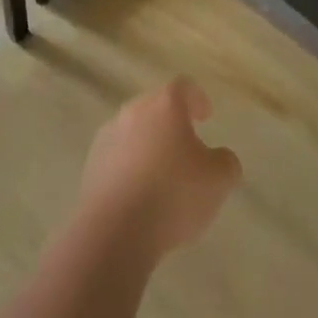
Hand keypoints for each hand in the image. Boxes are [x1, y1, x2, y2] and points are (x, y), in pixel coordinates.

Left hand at [76, 78, 242, 260]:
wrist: (115, 230)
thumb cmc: (173, 195)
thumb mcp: (217, 181)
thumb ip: (226, 163)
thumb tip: (220, 158)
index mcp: (165, 106)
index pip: (183, 87)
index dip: (196, 98)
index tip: (205, 115)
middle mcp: (134, 111)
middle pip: (155, 106)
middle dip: (171, 122)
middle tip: (186, 144)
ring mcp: (108, 135)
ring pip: (134, 131)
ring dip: (148, 144)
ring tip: (162, 174)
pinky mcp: (92, 163)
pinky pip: (117, 156)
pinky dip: (130, 166)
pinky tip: (139, 193)